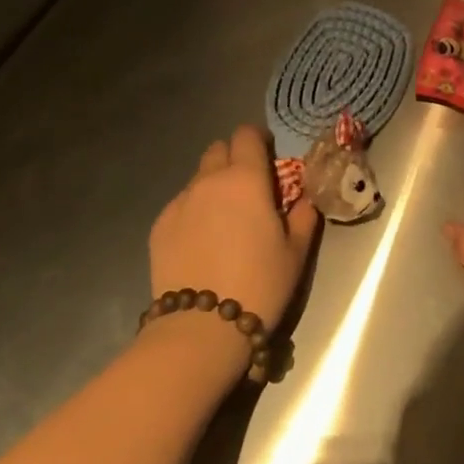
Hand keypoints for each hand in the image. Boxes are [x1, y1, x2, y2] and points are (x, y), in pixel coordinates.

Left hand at [149, 125, 319, 335]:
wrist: (202, 328)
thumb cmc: (260, 285)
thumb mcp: (296, 252)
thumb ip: (303, 216)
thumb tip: (304, 199)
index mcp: (246, 179)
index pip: (247, 136)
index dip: (258, 141)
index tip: (267, 159)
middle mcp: (209, 181)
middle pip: (218, 150)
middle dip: (234, 159)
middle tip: (248, 189)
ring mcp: (179, 202)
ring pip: (198, 178)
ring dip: (213, 186)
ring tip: (223, 221)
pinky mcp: (159, 226)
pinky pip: (181, 205)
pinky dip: (194, 211)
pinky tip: (201, 243)